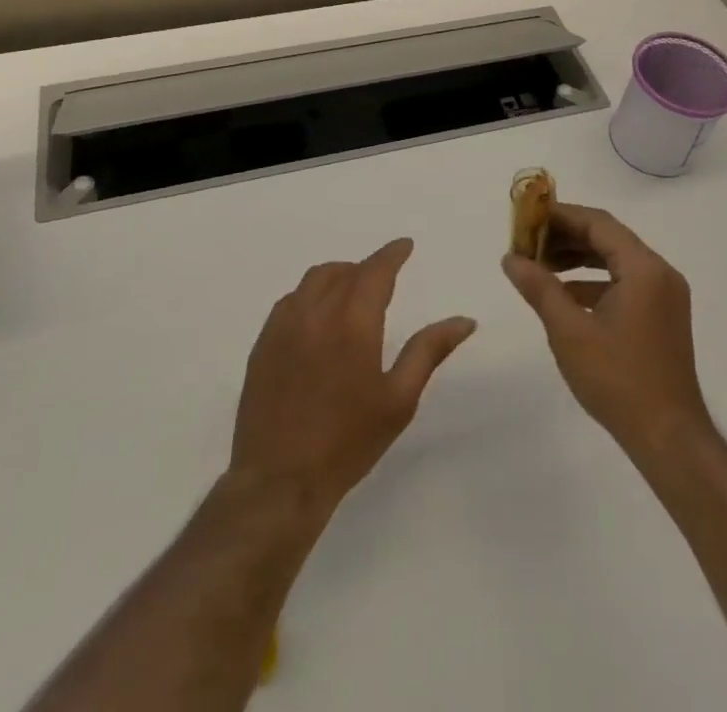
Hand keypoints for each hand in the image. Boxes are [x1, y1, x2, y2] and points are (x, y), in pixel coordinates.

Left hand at [230, 238, 476, 514]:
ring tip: (351, 292)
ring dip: (337, 276)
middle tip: (382, 278)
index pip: (376, 270)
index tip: (404, 245)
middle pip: (343, 271)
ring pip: (313, 280)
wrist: (279, 481)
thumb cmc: (348, 442)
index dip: (392, 254)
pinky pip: (289, 301)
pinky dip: (309, 295)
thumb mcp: (399, 399)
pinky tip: (317, 318)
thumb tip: (464, 320)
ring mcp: (284, 325)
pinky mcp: (263, 343)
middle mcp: (316, 312)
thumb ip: (429, 351)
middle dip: (366, 267)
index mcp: (353, 322)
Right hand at [502, 204, 712, 455]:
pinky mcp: (662, 317)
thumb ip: (539, 287)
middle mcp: (660, 273)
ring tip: (540, 266)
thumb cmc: (618, 380)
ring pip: (616, 261)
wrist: (669, 439)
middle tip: (528, 244)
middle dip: (566, 237)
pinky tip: (565, 296)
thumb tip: (510, 258)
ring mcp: (665, 296)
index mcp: (644, 269)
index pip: (598, 223)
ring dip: (578, 259)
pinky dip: (594, 282)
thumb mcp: (569, 331)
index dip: (560, 216)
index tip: (527, 219)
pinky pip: (625, 283)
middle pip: (608, 238)